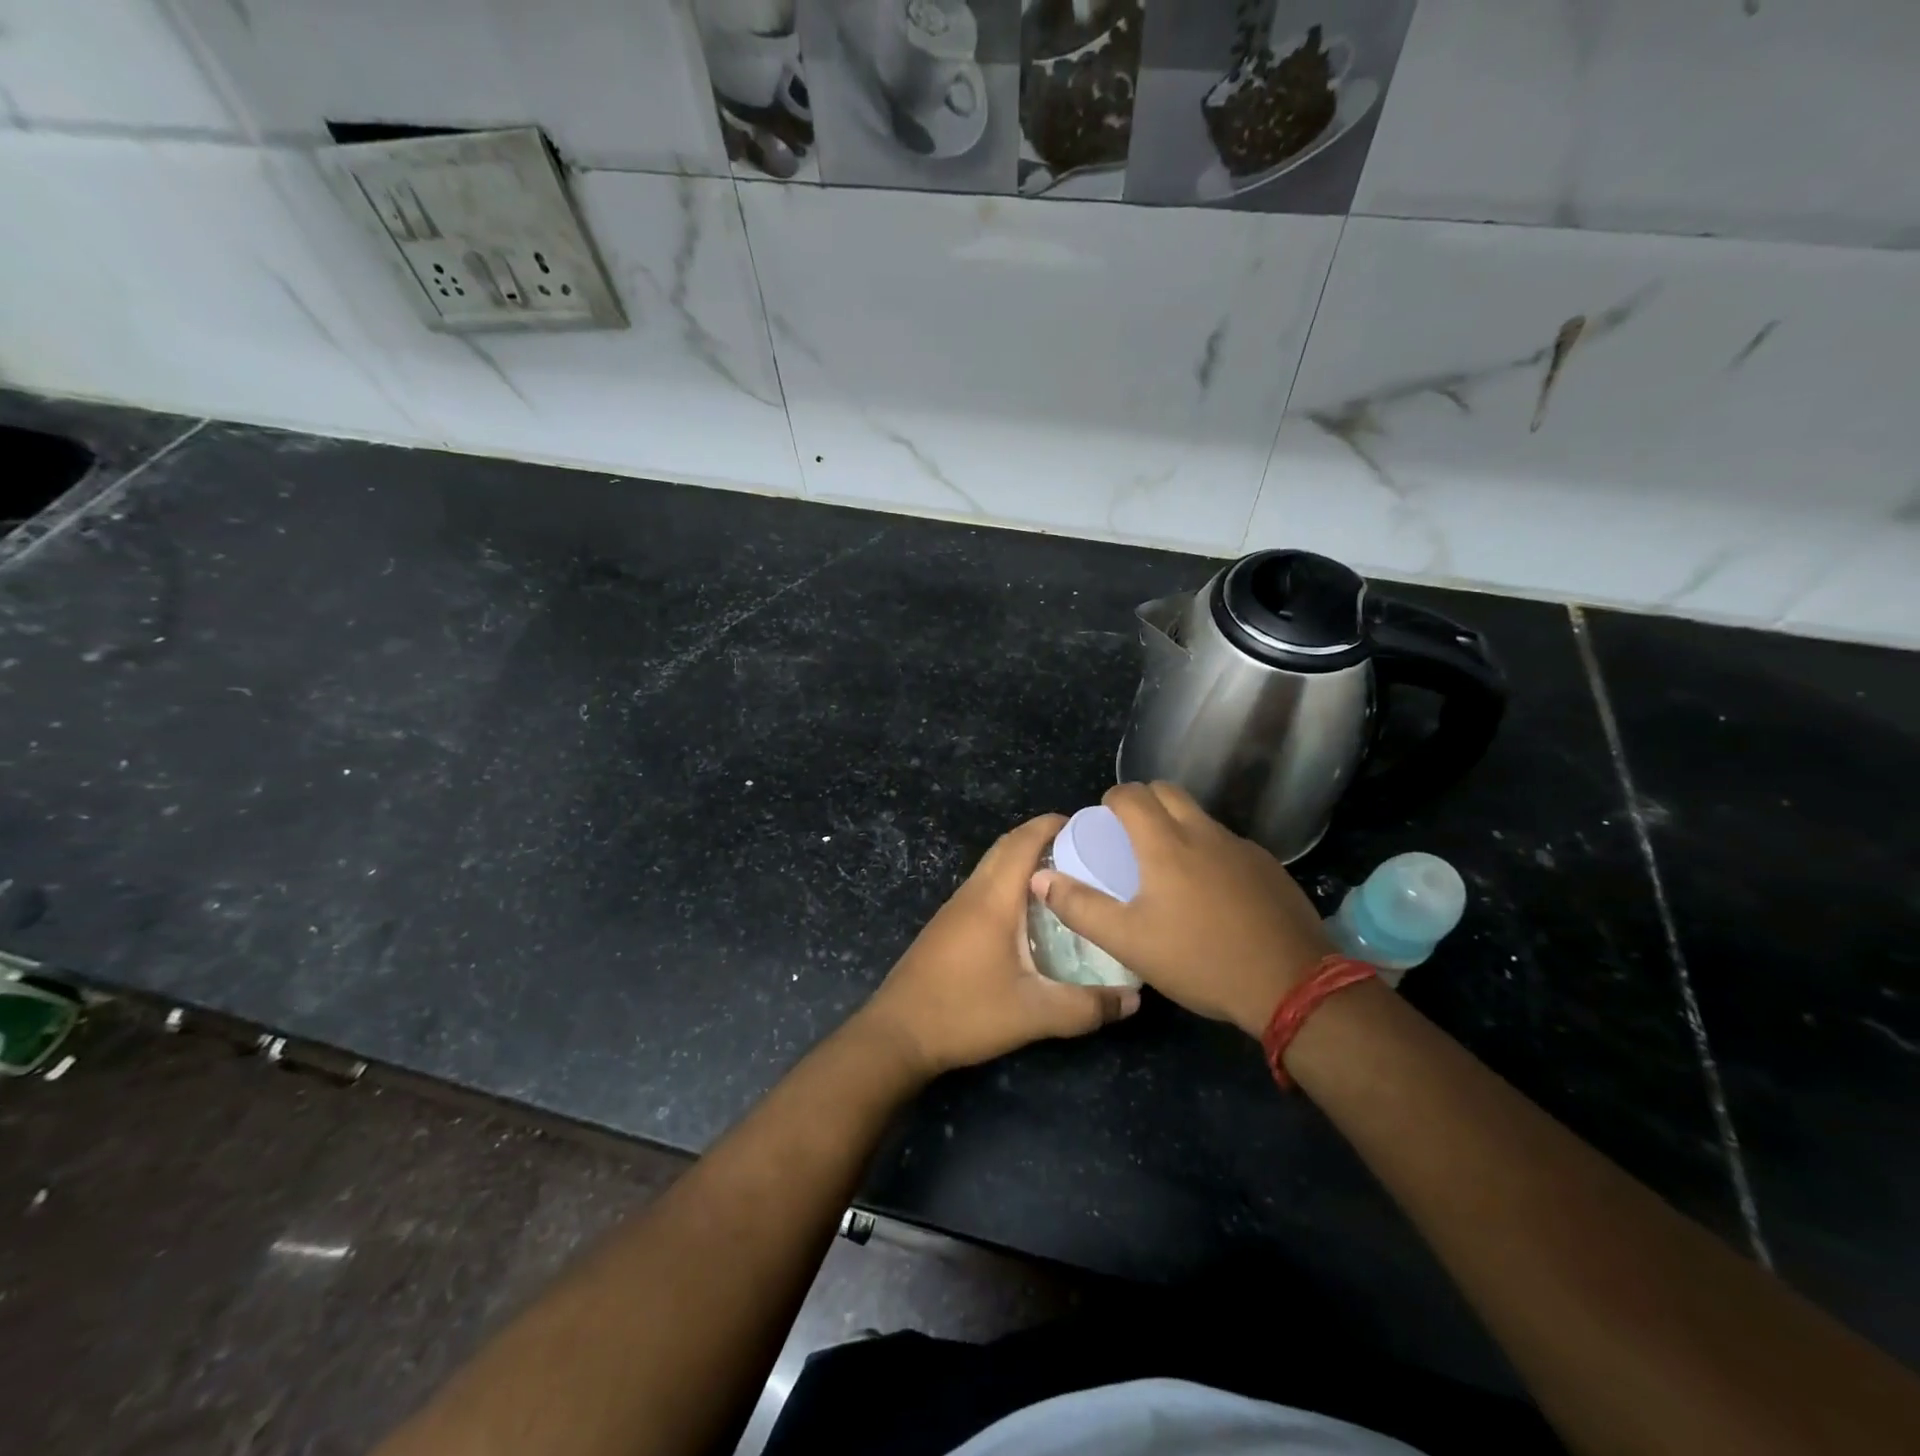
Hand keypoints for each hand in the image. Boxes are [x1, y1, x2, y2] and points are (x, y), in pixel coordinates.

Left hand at [857, 814, 1139, 1078]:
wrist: (898, 1034)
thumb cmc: (965, 1012)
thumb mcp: (1034, 1014)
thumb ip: (1086, 1007)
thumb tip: (1134, 999)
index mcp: (993, 899)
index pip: (1023, 841)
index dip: (1053, 824)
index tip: (1089, 825)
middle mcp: (972, 893)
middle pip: (1007, 846)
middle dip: (1043, 837)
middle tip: (1085, 850)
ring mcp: (955, 908)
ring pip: (993, 866)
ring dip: (1024, 860)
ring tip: (1065, 878)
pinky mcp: (948, 925)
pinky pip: (984, 886)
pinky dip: (1010, 882)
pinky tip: (1030, 913)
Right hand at [1031, 782, 1334, 1037]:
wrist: (1292, 985)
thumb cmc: (1200, 959)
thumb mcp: (1129, 941)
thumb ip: (1081, 907)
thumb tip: (1041, 878)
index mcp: (1166, 843)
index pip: (1132, 794)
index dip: (1112, 799)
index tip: (1103, 820)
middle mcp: (1204, 833)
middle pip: (1168, 791)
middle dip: (1144, 801)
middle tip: (1130, 834)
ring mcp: (1242, 848)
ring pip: (1200, 816)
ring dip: (1177, 824)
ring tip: (1167, 866)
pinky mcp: (1268, 867)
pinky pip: (1227, 843)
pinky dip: (1208, 850)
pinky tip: (1211, 893)